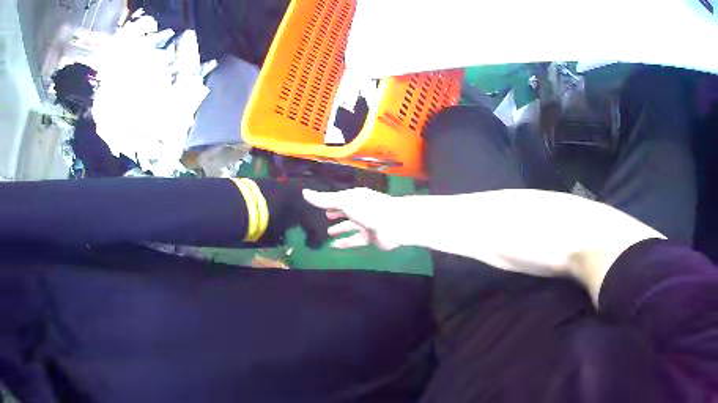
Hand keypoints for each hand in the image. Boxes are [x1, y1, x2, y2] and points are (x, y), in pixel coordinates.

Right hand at [303, 188, 405, 249]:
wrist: (395, 224)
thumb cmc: (368, 209)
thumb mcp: (344, 202)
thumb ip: (324, 200)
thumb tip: (304, 192)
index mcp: (355, 197)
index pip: (339, 198)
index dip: (328, 201)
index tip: (318, 204)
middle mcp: (360, 209)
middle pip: (345, 211)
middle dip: (335, 213)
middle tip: (323, 216)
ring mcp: (365, 223)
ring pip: (349, 226)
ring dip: (339, 228)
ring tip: (327, 233)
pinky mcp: (369, 237)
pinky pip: (354, 240)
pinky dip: (345, 242)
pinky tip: (334, 246)